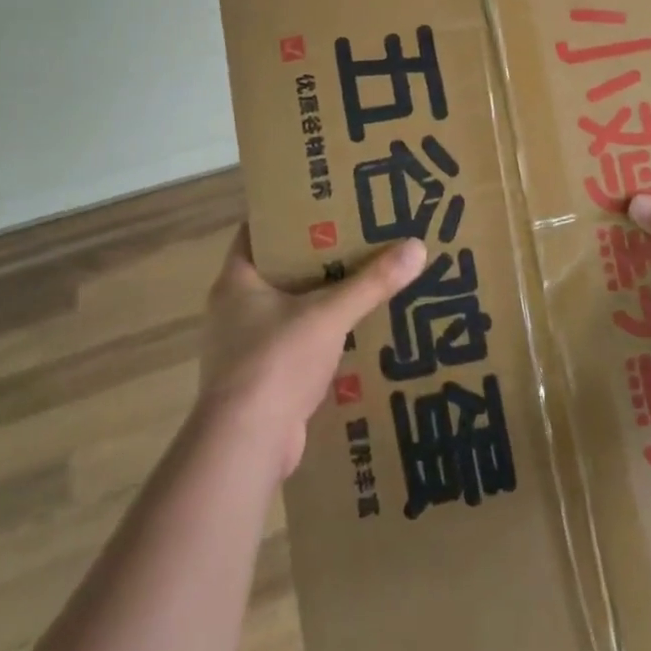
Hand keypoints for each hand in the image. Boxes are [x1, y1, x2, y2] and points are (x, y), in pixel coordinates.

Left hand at [198, 225, 426, 477]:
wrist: (245, 445)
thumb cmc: (276, 361)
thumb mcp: (329, 314)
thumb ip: (372, 281)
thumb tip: (417, 246)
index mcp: (236, 281)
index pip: (258, 231)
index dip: (290, 215)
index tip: (327, 204)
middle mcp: (233, 310)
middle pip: (278, 270)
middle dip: (316, 258)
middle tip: (359, 239)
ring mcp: (243, 348)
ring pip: (287, 310)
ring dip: (320, 301)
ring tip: (363, 284)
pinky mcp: (259, 381)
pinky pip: (294, 345)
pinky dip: (319, 338)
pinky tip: (354, 335)